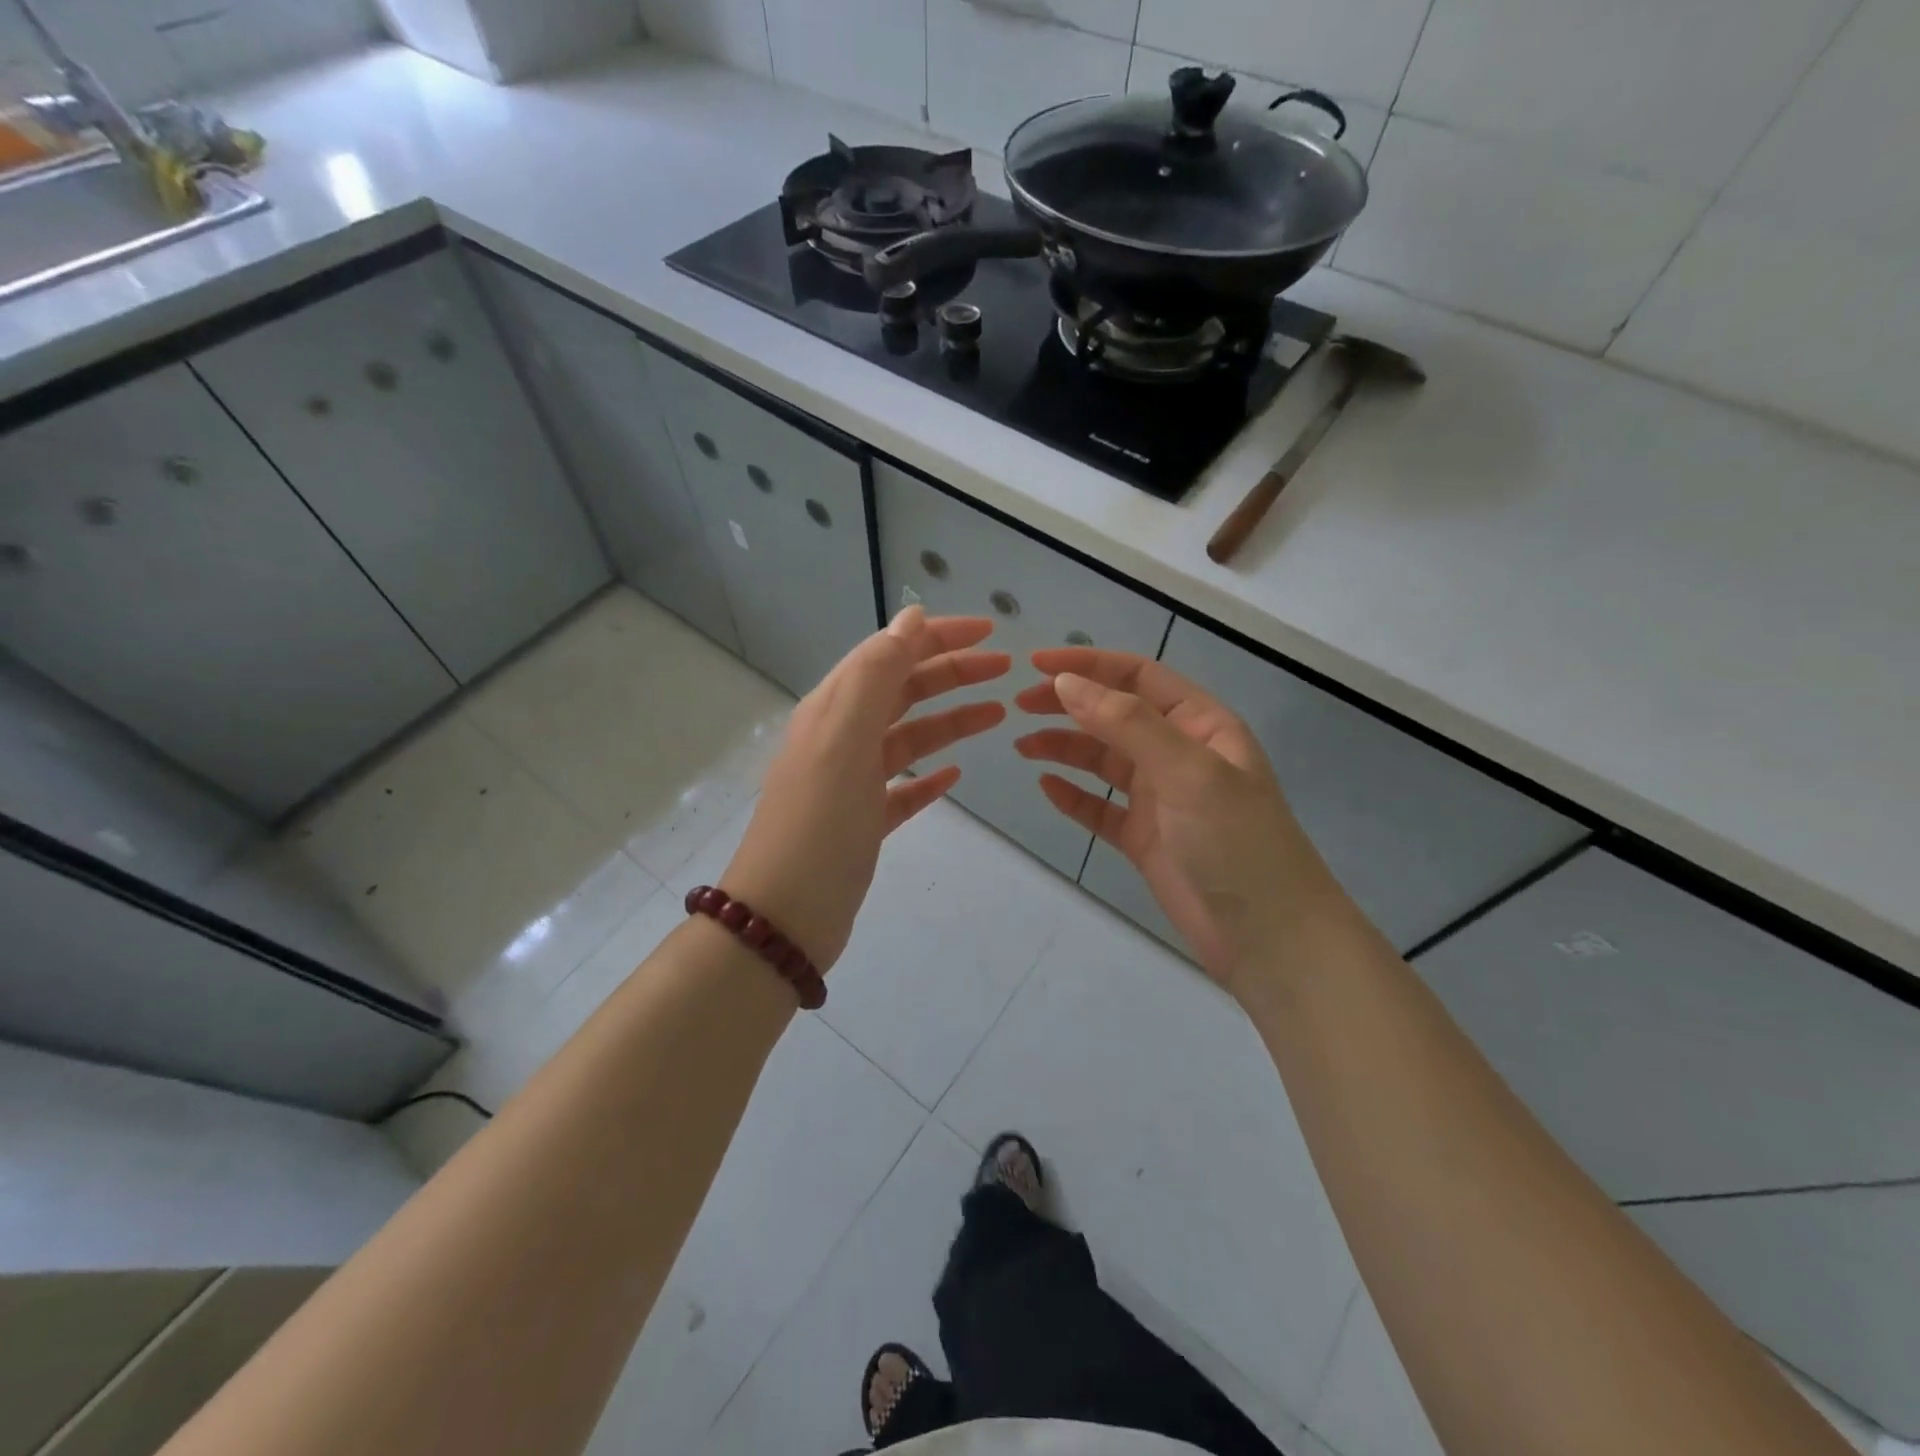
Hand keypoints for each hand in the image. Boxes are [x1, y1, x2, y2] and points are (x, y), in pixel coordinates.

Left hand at [722, 607, 1010, 971]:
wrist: (785, 916)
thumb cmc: (819, 822)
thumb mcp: (845, 737)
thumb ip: (877, 674)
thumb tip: (911, 617)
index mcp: (834, 709)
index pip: (890, 653)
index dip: (938, 636)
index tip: (990, 631)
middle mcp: (841, 737)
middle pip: (904, 691)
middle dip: (953, 673)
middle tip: (1005, 670)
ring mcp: (852, 782)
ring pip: (909, 737)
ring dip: (951, 721)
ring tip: (996, 715)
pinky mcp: (863, 823)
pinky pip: (903, 788)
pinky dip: (929, 777)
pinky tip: (956, 777)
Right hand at [1015, 648, 1338, 992]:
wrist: (1269, 937)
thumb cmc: (1235, 840)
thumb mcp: (1186, 770)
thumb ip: (1126, 722)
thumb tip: (1066, 683)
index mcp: (1200, 724)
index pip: (1137, 677)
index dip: (1087, 665)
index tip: (1035, 665)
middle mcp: (1179, 753)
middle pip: (1114, 714)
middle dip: (1068, 704)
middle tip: (1019, 705)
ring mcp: (1161, 797)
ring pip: (1103, 760)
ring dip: (1064, 747)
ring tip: (1023, 746)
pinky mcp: (1145, 838)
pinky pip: (1100, 807)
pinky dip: (1073, 795)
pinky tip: (1046, 787)